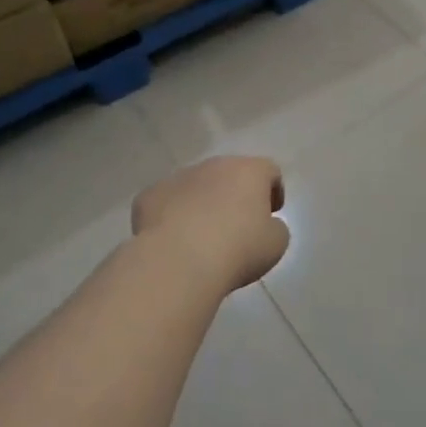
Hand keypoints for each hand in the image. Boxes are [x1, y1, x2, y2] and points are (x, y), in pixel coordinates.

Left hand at [132, 156, 290, 292]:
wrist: (178, 261)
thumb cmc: (237, 249)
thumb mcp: (276, 243)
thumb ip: (275, 227)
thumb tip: (265, 225)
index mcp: (248, 171)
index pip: (269, 171)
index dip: (274, 191)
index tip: (271, 214)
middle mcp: (213, 165)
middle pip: (230, 174)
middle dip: (235, 195)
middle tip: (237, 225)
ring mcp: (178, 177)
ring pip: (196, 186)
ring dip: (203, 203)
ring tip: (202, 236)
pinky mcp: (149, 195)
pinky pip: (167, 202)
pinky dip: (172, 216)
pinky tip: (174, 241)